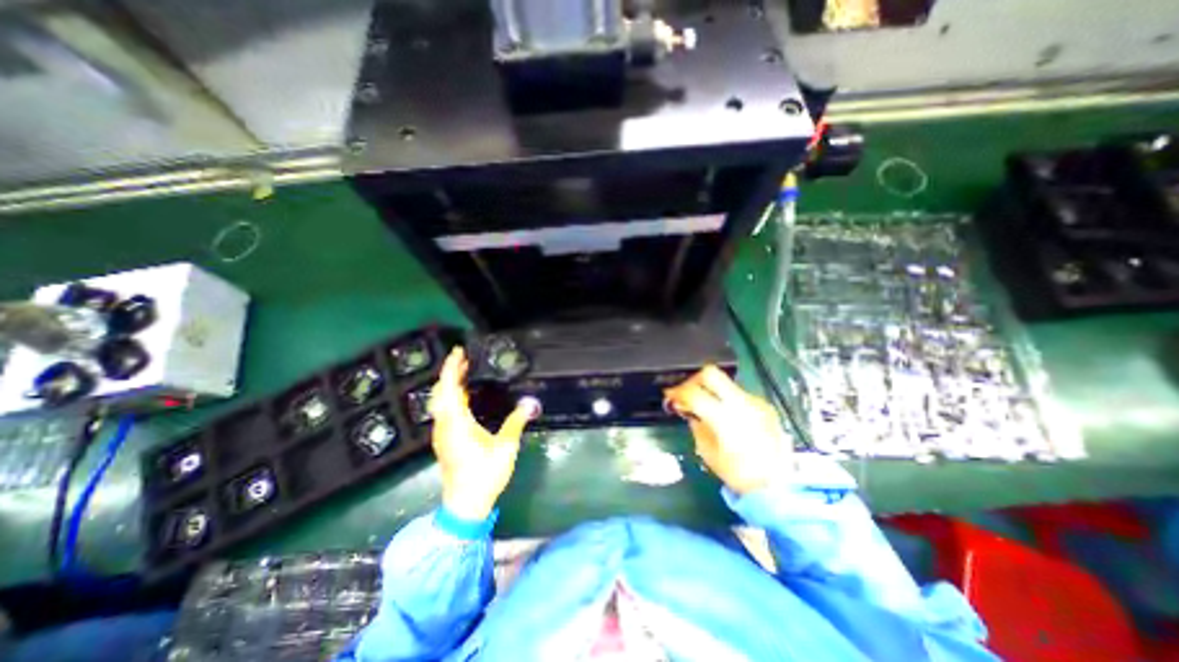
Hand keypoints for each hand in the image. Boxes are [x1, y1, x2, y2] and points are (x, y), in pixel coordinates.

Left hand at [428, 349, 533, 518]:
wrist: (465, 504)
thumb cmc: (484, 474)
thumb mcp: (505, 447)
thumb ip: (516, 422)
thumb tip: (530, 402)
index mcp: (457, 423)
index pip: (450, 389)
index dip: (452, 368)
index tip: (458, 352)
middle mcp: (444, 425)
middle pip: (441, 392)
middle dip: (450, 373)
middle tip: (465, 359)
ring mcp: (442, 433)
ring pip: (440, 402)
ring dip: (450, 385)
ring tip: (465, 373)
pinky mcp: (444, 440)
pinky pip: (444, 411)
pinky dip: (451, 397)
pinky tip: (464, 396)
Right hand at [661, 364, 791, 494]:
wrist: (777, 486)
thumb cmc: (737, 473)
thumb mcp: (707, 451)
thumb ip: (696, 425)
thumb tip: (688, 409)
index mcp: (724, 418)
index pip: (694, 393)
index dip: (677, 392)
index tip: (670, 396)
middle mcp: (741, 404)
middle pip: (711, 374)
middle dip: (693, 380)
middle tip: (687, 393)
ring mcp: (756, 402)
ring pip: (726, 383)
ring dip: (711, 391)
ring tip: (706, 407)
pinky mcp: (765, 406)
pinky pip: (739, 395)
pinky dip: (727, 400)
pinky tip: (727, 416)